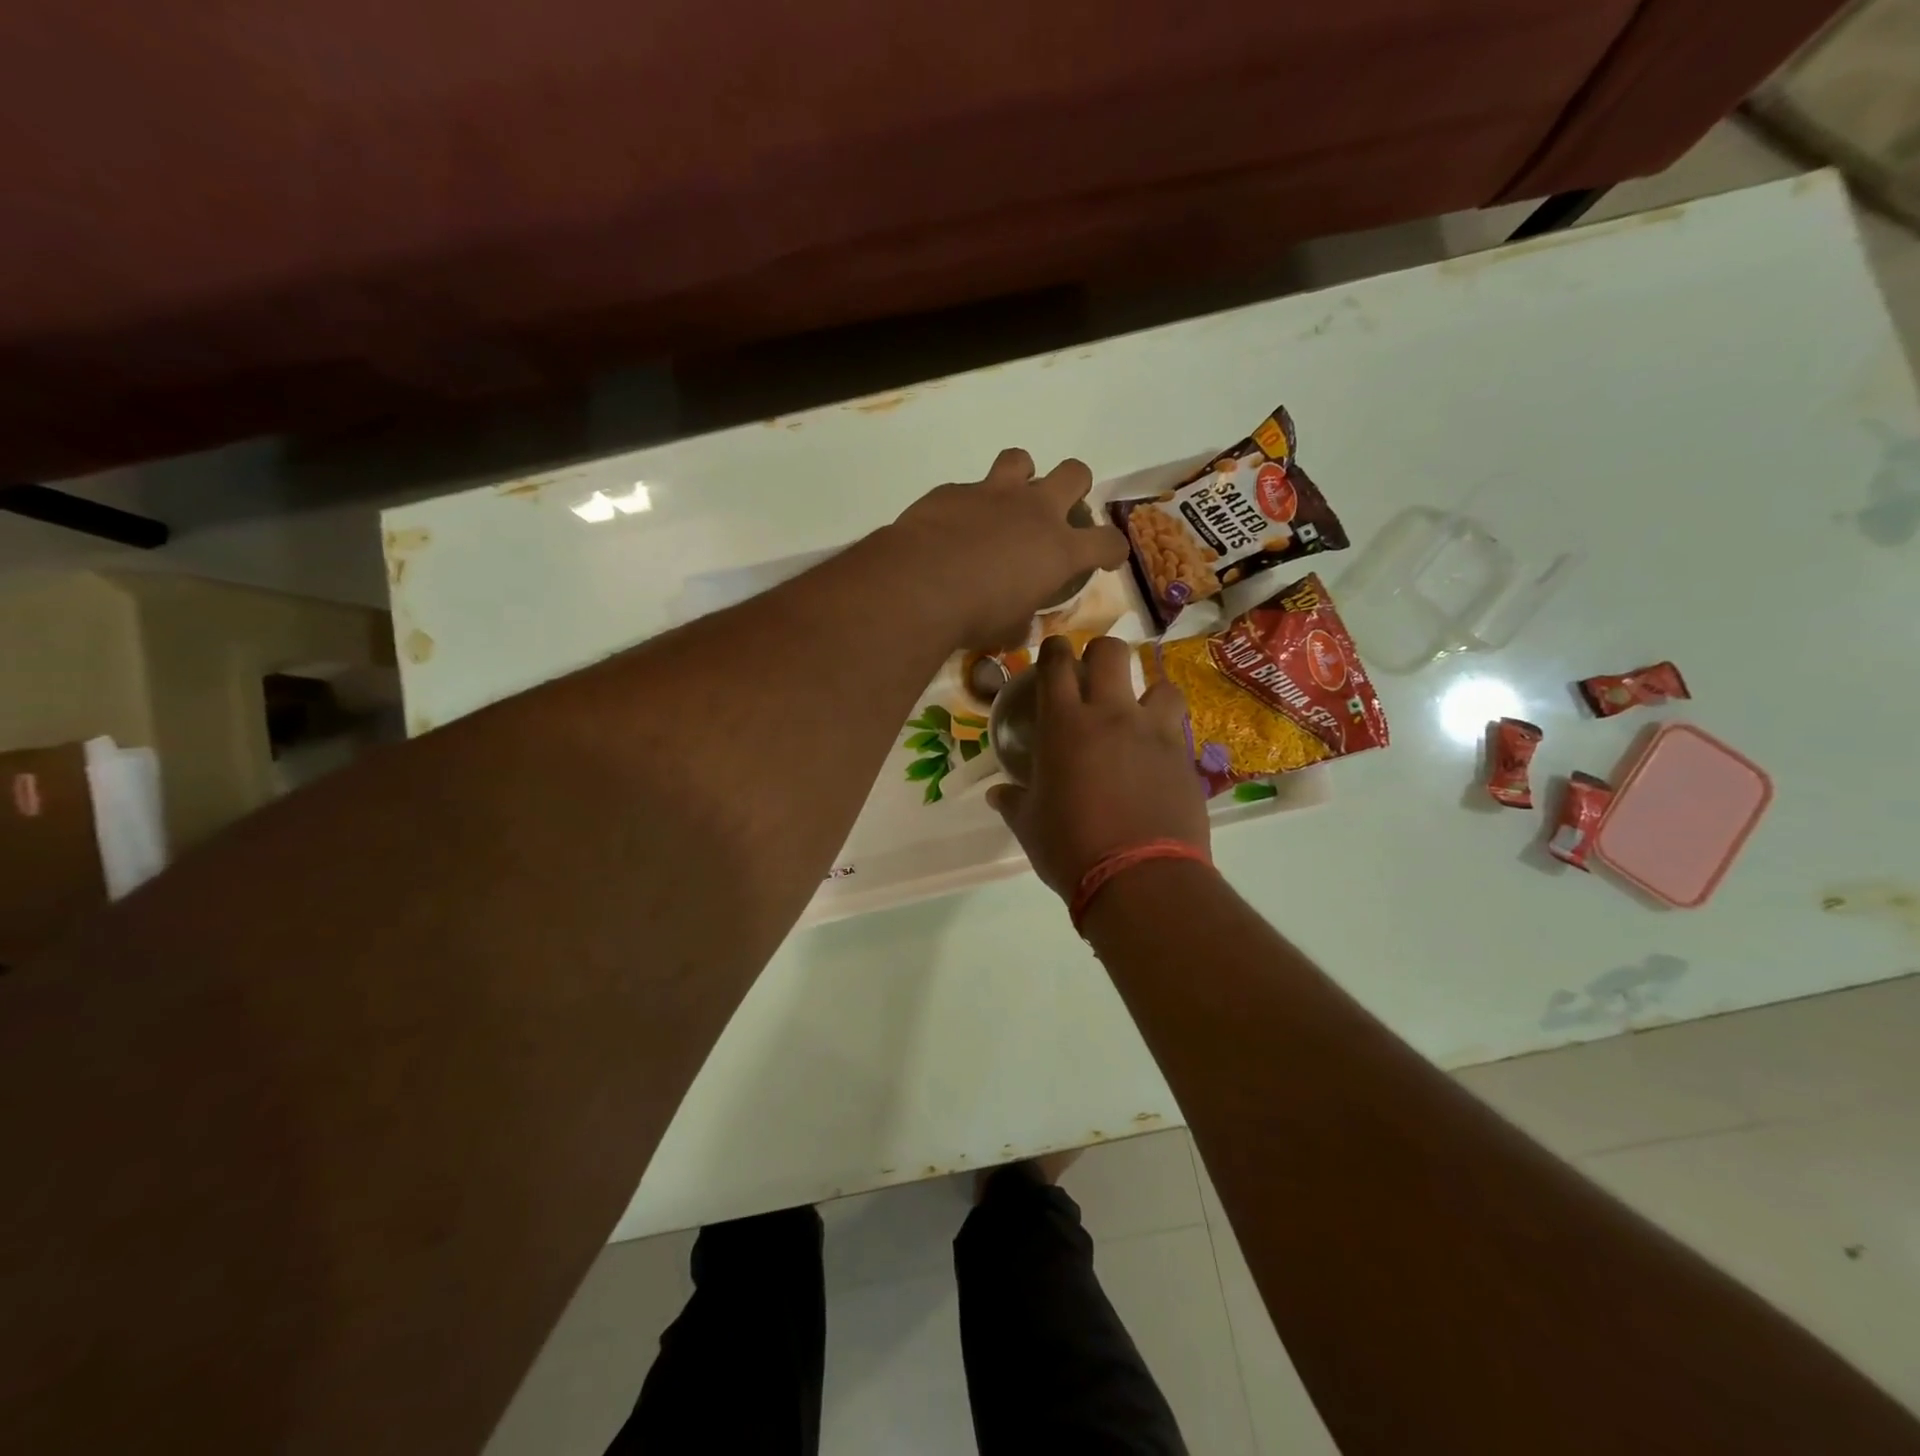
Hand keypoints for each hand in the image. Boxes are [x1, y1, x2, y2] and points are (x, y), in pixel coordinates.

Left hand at [889, 449, 1128, 648]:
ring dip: (1022, 477)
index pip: (1107, 541)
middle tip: (1059, 512)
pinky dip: (969, 504)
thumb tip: (1022, 626)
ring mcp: (994, 494)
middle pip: (1075, 473)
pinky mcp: (954, 490)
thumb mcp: (1008, 629)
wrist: (918, 585)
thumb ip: (1022, 621)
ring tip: (1008, 501)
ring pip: (1022, 459)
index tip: (1106, 559)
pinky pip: (969, 487)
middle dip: (1075, 487)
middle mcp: (1034, 511)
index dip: (1112, 550)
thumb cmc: (973, 616)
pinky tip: (954, 526)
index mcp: (1059, 550)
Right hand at [988, 635, 1209, 898]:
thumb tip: (998, 794)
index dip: (1055, 649)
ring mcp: (1153, 732)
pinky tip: (1157, 752)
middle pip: (1111, 652)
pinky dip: (1166, 729)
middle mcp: (1111, 714)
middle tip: (1093, 674)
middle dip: (1100, 653)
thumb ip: (1013, 801)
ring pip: (1159, 682)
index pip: (1057, 664)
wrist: (1140, 878)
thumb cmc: (1071, 848)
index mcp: (1064, 724)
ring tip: (1138, 712)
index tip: (1054, 652)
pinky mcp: (1183, 756)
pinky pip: (1178, 725)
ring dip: (1146, 690)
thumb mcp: (1029, 826)